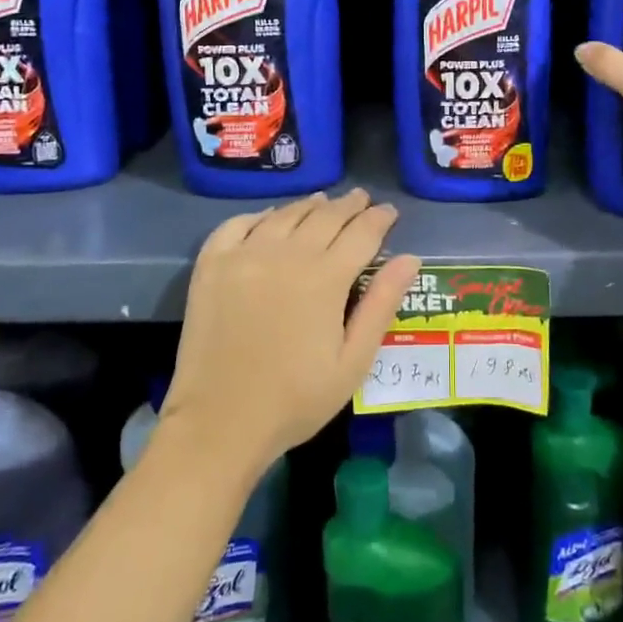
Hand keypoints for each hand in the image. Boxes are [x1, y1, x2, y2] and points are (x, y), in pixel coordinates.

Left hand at [164, 189, 420, 472]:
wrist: (218, 422)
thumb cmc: (295, 400)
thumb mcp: (353, 362)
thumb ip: (381, 305)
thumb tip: (409, 258)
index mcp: (325, 278)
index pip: (362, 233)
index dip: (379, 219)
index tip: (390, 211)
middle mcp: (286, 254)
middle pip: (325, 216)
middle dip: (349, 206)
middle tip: (362, 198)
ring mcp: (245, 255)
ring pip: (285, 214)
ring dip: (310, 205)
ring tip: (323, 201)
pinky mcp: (212, 264)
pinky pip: (239, 224)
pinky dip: (260, 215)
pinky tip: (270, 217)